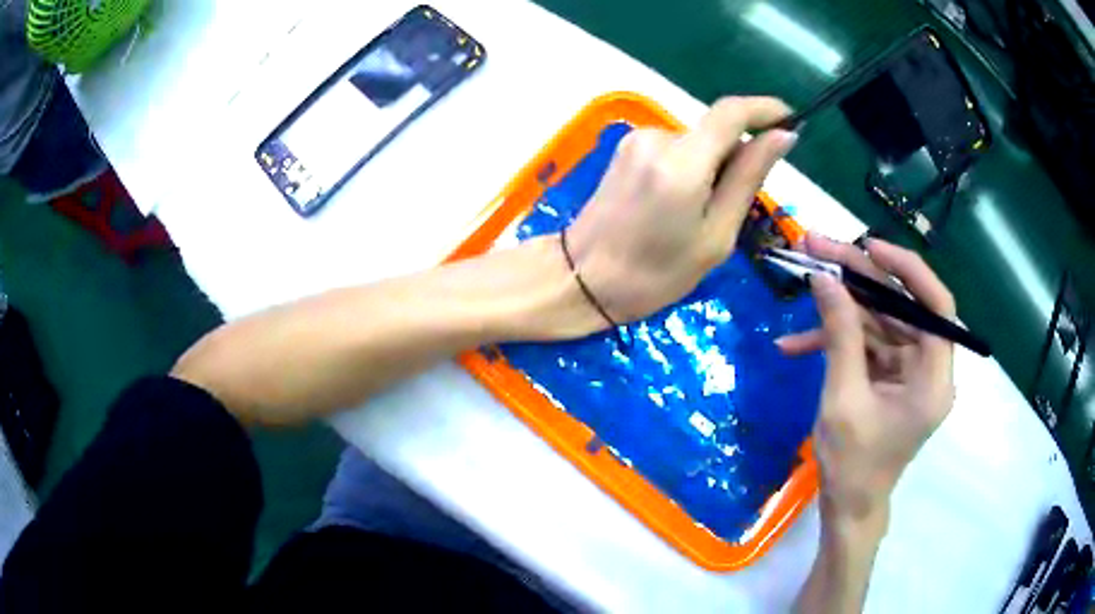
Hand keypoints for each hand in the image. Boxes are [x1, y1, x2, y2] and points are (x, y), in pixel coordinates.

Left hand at [564, 96, 797, 321]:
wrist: (581, 279)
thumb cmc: (655, 274)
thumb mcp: (716, 235)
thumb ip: (748, 178)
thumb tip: (781, 136)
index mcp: (682, 162)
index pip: (732, 112)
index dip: (766, 109)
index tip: (790, 120)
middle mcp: (657, 138)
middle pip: (716, 133)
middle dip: (735, 161)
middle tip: (730, 211)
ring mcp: (637, 140)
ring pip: (697, 143)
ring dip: (710, 170)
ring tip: (695, 217)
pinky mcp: (625, 148)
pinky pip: (675, 150)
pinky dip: (689, 170)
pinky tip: (674, 206)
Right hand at [777, 234, 956, 524]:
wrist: (847, 507)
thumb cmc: (852, 465)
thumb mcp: (843, 400)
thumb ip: (839, 336)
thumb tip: (824, 278)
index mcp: (934, 378)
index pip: (935, 305)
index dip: (907, 269)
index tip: (868, 246)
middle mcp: (928, 368)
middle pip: (900, 306)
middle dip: (858, 279)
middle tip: (817, 248)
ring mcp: (908, 371)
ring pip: (879, 321)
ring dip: (840, 307)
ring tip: (803, 281)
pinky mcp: (889, 377)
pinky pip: (866, 346)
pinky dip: (834, 342)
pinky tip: (794, 345)